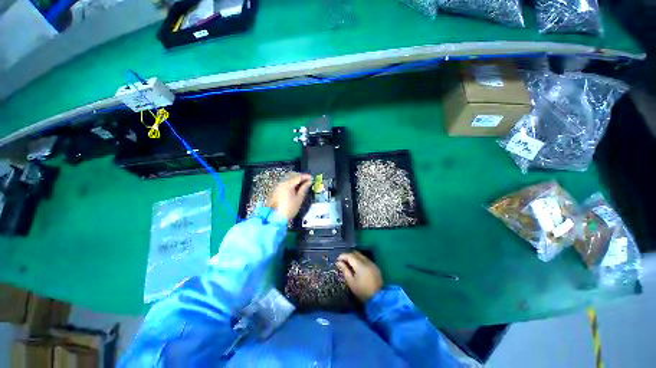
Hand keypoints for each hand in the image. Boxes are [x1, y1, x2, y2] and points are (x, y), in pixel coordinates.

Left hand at [267, 173, 311, 219]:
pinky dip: (291, 184)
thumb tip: (308, 182)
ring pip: (288, 180)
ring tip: (303, 185)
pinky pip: (285, 184)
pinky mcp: (276, 191)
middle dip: (301, 178)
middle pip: (292, 176)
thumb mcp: (299, 199)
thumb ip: (304, 189)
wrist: (276, 218)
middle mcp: (281, 184)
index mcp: (287, 185)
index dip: (306, 177)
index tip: (312, 178)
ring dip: (296, 181)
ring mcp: (278, 187)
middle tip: (308, 181)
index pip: (298, 177)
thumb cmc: (289, 209)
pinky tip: (295, 189)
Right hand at [336, 251, 382, 302]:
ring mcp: (372, 263)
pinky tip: (357, 267)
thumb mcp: (351, 282)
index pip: (349, 255)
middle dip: (348, 255)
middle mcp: (366, 261)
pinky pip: (365, 259)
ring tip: (349, 264)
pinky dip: (360, 260)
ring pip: (361, 255)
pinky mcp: (375, 266)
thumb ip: (345, 270)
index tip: (337, 260)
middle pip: (355, 253)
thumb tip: (339, 262)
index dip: (342, 256)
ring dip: (354, 257)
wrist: (379, 298)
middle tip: (343, 261)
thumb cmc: (362, 291)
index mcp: (360, 265)